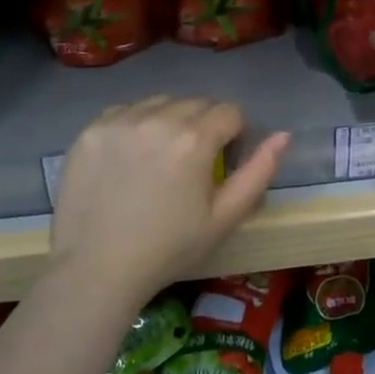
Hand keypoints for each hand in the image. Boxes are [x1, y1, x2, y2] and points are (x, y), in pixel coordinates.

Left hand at [50, 97, 289, 305]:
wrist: (95, 270)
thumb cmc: (168, 249)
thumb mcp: (223, 218)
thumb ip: (258, 172)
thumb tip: (283, 135)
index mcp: (194, 139)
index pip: (229, 112)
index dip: (234, 135)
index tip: (223, 162)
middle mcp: (158, 118)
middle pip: (196, 103)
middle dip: (203, 125)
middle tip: (192, 163)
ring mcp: (120, 121)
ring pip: (160, 102)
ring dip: (169, 120)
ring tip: (159, 157)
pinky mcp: (91, 129)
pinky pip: (124, 111)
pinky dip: (134, 124)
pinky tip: (129, 156)